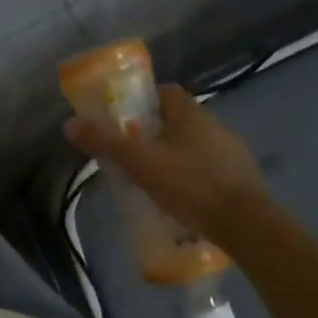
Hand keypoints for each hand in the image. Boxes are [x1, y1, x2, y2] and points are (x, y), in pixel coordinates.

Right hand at [63, 84, 269, 244]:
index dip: (143, 100)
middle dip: (154, 131)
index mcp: (190, 114)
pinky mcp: (243, 179)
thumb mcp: (140, 163)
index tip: (124, 119)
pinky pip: (209, 168)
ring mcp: (233, 152)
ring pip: (194, 145)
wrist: (248, 226)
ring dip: (174, 155)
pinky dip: (193, 177)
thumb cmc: (191, 185)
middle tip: (132, 151)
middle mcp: (215, 125)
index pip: (165, 91)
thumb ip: (105, 142)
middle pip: (178, 119)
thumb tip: (69, 124)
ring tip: (153, 178)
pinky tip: (181, 198)